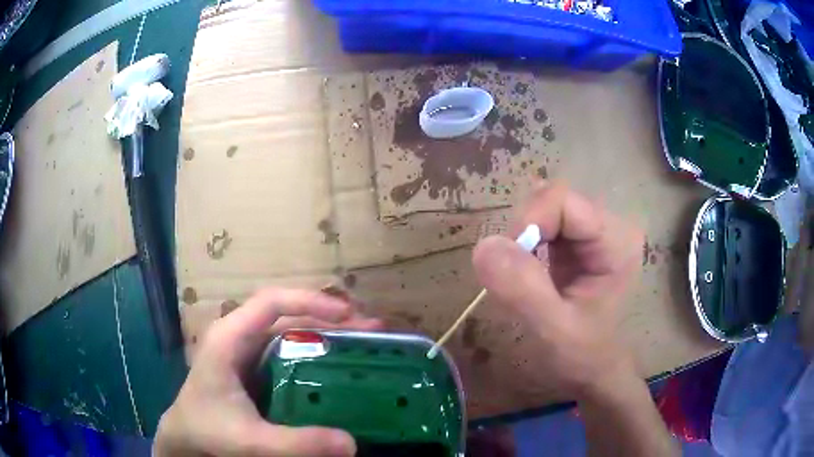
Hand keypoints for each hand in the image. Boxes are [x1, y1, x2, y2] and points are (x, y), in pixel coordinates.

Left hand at [154, 288, 382, 456]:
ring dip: (325, 334)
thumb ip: (296, 443)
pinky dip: (314, 353)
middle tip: (370, 332)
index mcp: (230, 337)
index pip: (272, 302)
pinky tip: (335, 368)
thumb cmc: (208, 430)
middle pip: (287, 314)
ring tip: (362, 345)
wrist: (185, 436)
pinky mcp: (253, 366)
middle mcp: (238, 335)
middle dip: (329, 318)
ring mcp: (245, 350)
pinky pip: (287, 351)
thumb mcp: (250, 440)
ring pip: (289, 331)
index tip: (349, 315)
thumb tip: (353, 443)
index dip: (311, 301)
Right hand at [472, 181, 643, 398]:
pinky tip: (530, 271)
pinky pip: (543, 223)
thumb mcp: (553, 330)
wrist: (593, 371)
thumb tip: (484, 245)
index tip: (510, 264)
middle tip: (515, 275)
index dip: (528, 222)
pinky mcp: (579, 241)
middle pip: (551, 200)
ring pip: (543, 209)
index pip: (561, 200)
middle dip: (524, 233)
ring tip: (524, 278)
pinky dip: (526, 244)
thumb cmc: (581, 356)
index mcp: (615, 240)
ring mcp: (594, 231)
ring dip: (522, 239)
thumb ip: (523, 289)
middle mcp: (609, 225)